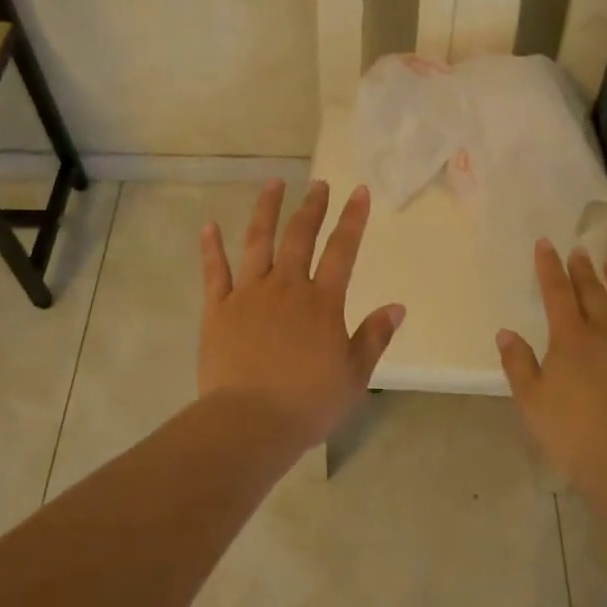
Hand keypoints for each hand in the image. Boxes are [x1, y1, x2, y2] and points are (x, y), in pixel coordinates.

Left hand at [197, 179, 403, 448]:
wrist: (250, 423)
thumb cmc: (308, 403)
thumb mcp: (354, 376)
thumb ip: (374, 337)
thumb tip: (397, 307)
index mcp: (322, 302)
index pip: (342, 250)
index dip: (352, 219)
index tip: (358, 191)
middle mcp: (286, 286)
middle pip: (300, 236)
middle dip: (312, 206)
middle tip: (318, 183)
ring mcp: (249, 294)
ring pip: (257, 241)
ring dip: (266, 210)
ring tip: (274, 183)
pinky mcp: (218, 309)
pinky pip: (214, 271)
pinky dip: (211, 247)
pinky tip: (208, 225)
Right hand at [496, 241, 606, 494]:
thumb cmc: (574, 432)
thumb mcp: (532, 401)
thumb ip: (518, 363)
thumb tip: (506, 332)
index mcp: (569, 338)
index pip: (556, 292)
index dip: (549, 266)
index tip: (545, 243)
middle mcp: (605, 331)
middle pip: (593, 292)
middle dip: (583, 269)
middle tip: (580, 250)